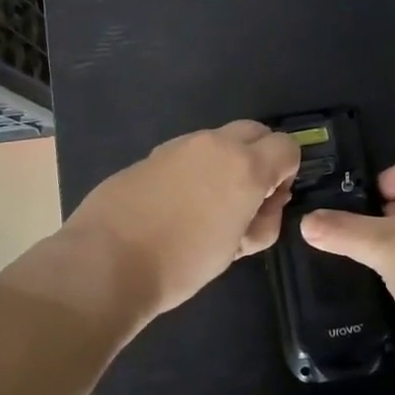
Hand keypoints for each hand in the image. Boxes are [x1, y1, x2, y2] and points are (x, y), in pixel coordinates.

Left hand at [63, 120, 300, 321]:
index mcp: (245, 166)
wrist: (107, 261)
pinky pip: (188, 152)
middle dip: (260, 156)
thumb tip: (266, 202)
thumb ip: (262, 219)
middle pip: (255, 131)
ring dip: (226, 160)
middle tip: (246, 196)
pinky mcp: (152, 154)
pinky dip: (195, 167)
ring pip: (219, 140)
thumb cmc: (182, 263)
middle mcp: (216, 144)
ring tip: (208, 204)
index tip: (271, 198)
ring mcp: (180, 145)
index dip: (287, 171)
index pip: (287, 146)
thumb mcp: (237, 249)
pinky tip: (176, 203)